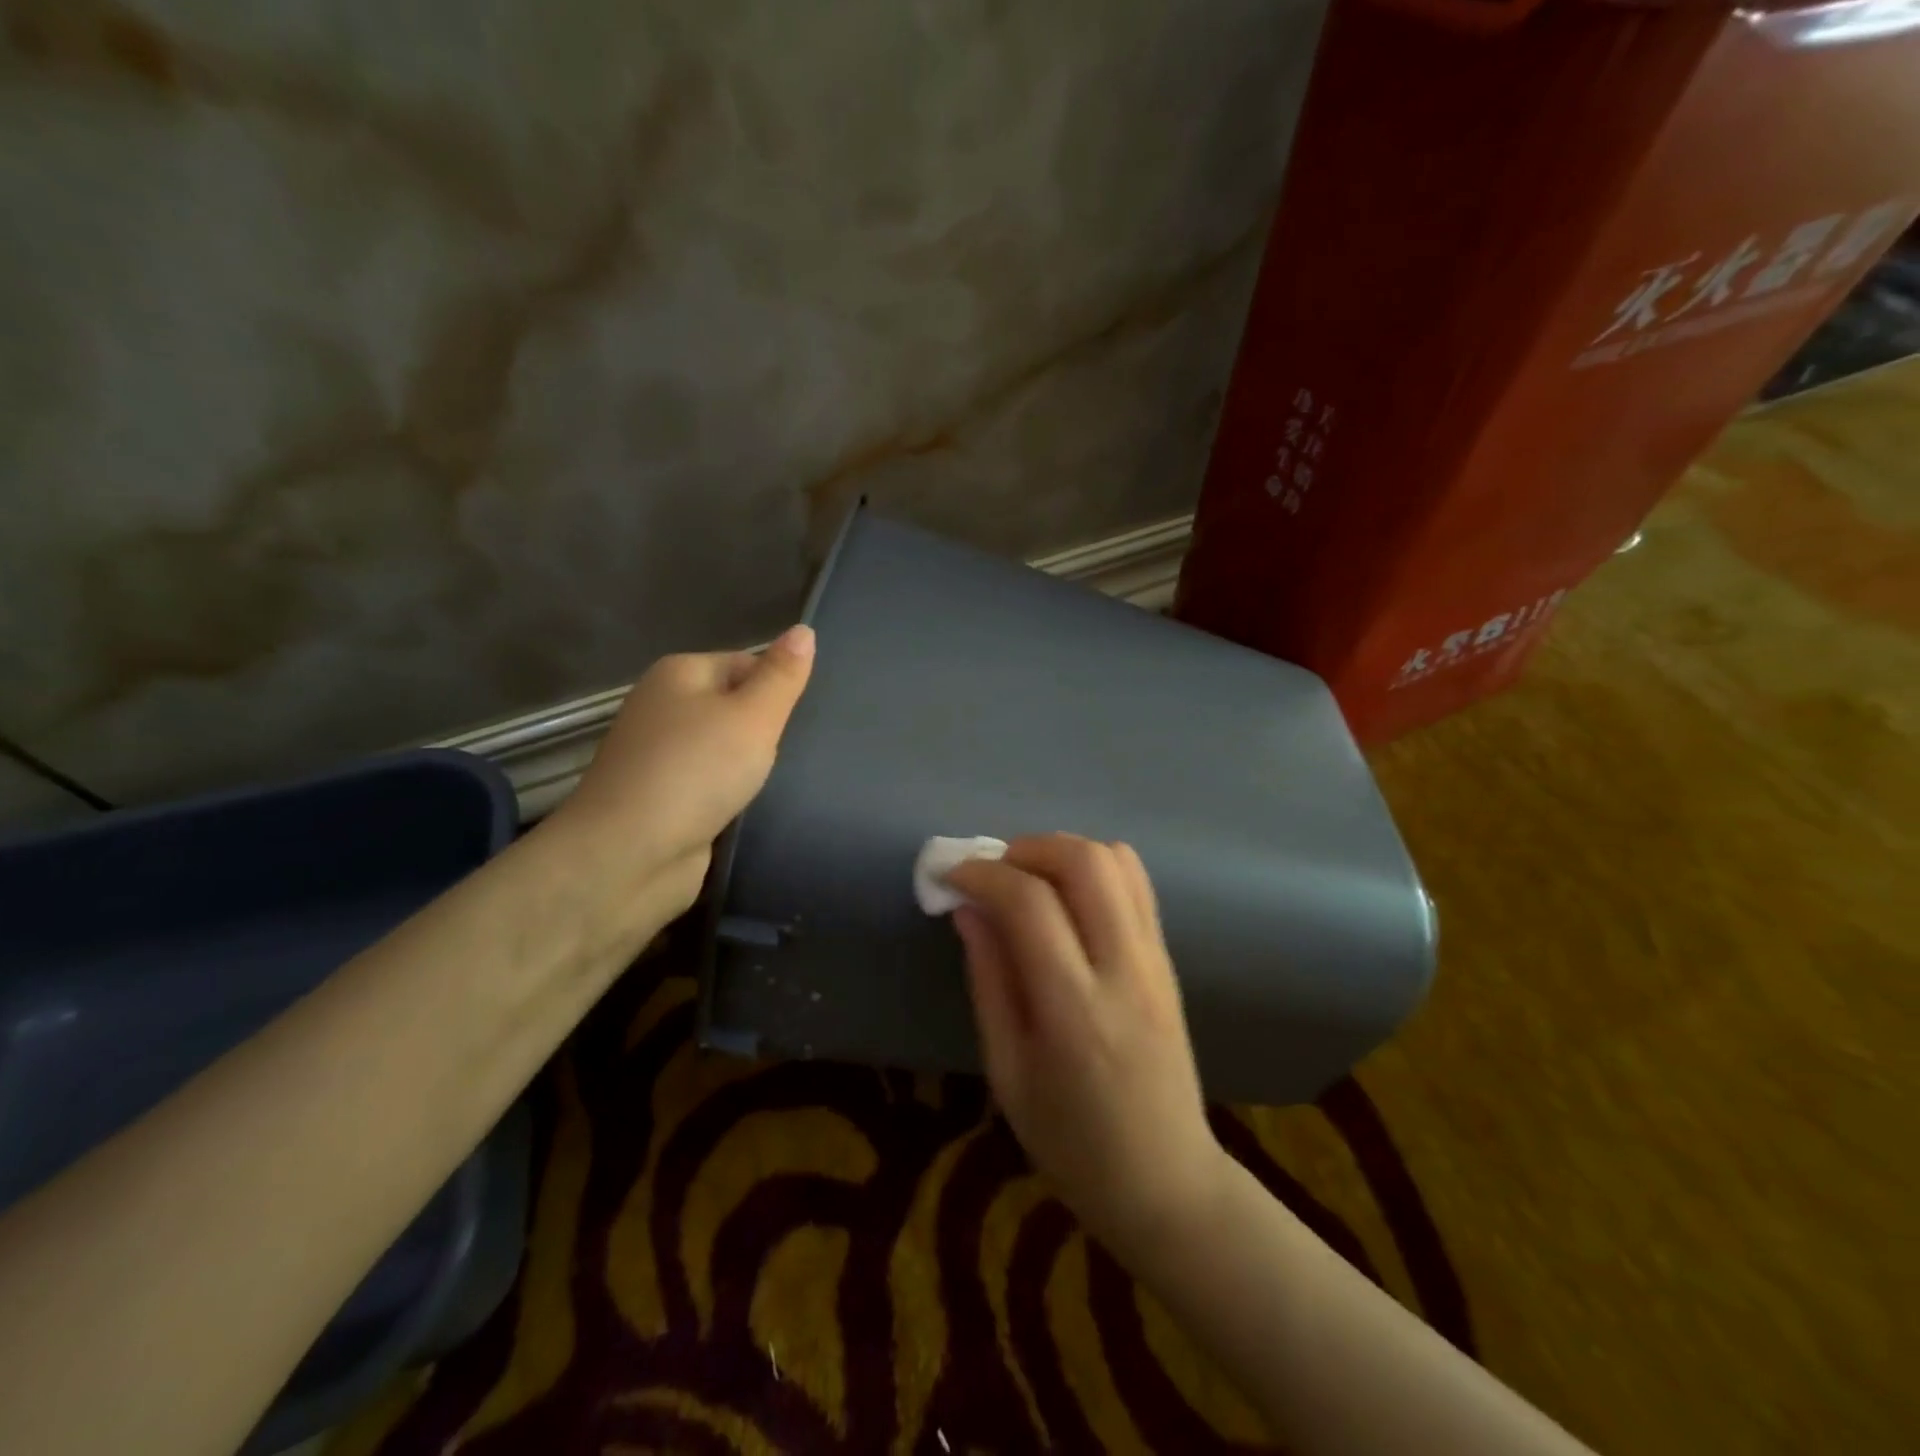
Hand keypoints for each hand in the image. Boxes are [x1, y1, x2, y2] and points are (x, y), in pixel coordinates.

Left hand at [553, 625, 814, 917]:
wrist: (630, 854)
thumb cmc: (696, 771)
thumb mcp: (753, 715)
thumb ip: (782, 675)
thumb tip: (804, 630)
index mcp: (680, 673)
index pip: (747, 664)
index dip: (777, 691)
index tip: (796, 724)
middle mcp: (662, 707)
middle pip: (734, 706)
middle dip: (764, 731)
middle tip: (790, 756)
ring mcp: (658, 755)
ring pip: (723, 749)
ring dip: (748, 766)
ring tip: (774, 783)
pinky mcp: (661, 798)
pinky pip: (709, 784)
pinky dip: (728, 794)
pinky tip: (748, 808)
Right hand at [946, 835, 1227, 1259]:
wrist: (1167, 1182)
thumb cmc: (1071, 1144)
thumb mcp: (1007, 1073)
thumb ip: (989, 981)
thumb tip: (969, 909)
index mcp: (1075, 1010)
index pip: (1029, 904)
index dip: (982, 875)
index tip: (950, 877)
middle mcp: (1124, 969)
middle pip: (1084, 861)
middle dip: (1027, 848)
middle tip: (992, 872)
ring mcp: (1156, 959)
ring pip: (1116, 860)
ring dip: (1062, 851)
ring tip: (1026, 880)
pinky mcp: (1169, 958)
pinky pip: (1136, 884)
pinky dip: (1093, 868)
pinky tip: (1065, 898)